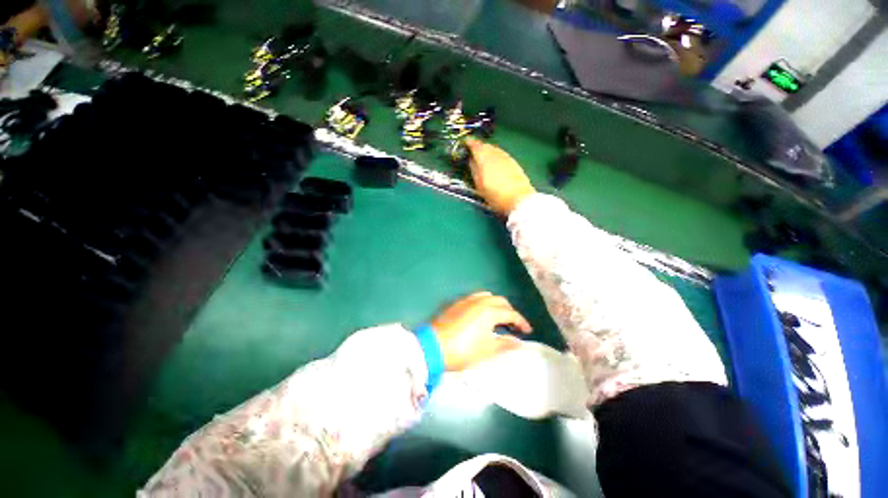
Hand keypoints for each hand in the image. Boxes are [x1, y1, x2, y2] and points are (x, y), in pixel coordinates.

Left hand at [431, 292, 532, 370]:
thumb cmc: (463, 350)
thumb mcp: (487, 350)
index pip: (510, 314)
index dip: (521, 322)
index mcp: (489, 311)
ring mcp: (466, 300)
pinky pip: (475, 298)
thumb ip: (505, 344)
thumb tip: (519, 342)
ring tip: (499, 319)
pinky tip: (482, 315)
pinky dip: (484, 303)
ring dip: (497, 305)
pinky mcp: (457, 303)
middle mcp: (479, 301)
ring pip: (487, 297)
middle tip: (514, 326)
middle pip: (500, 301)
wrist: (433, 346)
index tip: (528, 331)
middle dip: (510, 312)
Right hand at [465, 138, 536, 215]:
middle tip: (473, 150)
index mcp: (485, 158)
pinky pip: (501, 154)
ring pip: (495, 149)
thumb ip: (474, 170)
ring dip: (488, 150)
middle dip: (479, 146)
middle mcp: (496, 154)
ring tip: (483, 156)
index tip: (465, 142)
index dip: (469, 143)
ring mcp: (506, 157)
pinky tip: (495, 162)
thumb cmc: (496, 195)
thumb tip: (470, 160)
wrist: (519, 199)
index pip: (475, 146)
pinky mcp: (514, 162)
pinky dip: (496, 155)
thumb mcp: (479, 185)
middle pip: (486, 146)